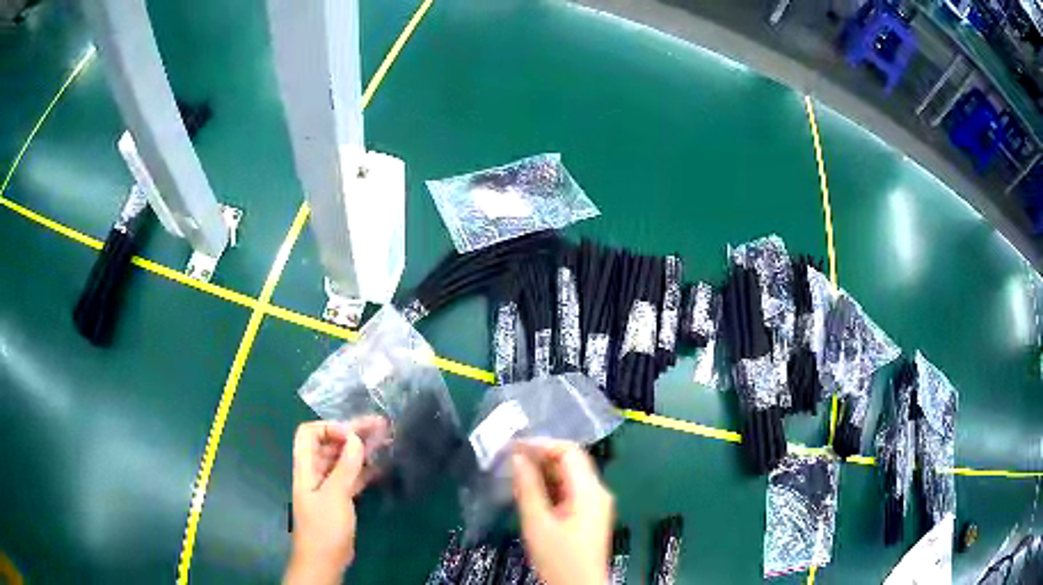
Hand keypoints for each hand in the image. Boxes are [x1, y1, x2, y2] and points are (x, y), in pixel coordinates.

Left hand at [284, 416, 388, 584]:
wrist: (325, 560)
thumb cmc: (324, 527)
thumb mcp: (335, 496)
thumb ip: (345, 467)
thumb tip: (356, 438)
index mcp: (306, 467)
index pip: (310, 433)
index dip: (330, 428)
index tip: (353, 435)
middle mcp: (315, 471)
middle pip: (330, 443)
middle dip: (352, 433)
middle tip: (380, 426)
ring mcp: (328, 485)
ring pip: (343, 459)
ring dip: (361, 449)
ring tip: (385, 440)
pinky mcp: (340, 498)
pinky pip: (351, 476)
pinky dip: (364, 469)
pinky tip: (381, 465)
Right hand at [511, 441, 613, 584]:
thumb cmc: (559, 558)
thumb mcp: (538, 523)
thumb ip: (528, 488)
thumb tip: (517, 457)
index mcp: (590, 490)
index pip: (569, 451)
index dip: (541, 445)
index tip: (513, 447)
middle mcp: (597, 492)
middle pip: (570, 462)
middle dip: (540, 457)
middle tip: (509, 458)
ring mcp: (595, 504)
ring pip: (568, 476)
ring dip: (543, 471)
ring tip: (513, 472)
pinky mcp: (588, 515)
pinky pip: (569, 491)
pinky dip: (549, 486)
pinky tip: (528, 490)